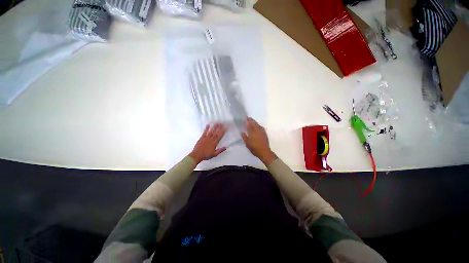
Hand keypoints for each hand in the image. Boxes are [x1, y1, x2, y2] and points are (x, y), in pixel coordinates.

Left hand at [189, 124, 226, 163]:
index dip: (223, 132)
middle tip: (222, 123)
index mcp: (214, 143)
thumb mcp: (214, 154)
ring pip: (211, 131)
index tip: (225, 128)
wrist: (197, 155)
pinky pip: (204, 132)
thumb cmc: (206, 155)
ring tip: (217, 123)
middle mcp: (211, 139)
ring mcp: (206, 138)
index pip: (220, 136)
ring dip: (214, 127)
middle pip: (216, 133)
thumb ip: (220, 150)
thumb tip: (226, 147)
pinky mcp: (202, 138)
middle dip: (219, 128)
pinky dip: (206, 128)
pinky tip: (208, 125)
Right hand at [241, 117, 276, 164]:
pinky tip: (258, 126)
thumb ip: (244, 137)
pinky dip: (258, 125)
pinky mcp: (265, 133)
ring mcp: (262, 131)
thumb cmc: (254, 148)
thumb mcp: (247, 144)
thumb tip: (242, 132)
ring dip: (255, 122)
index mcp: (252, 132)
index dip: (247, 121)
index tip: (245, 118)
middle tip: (248, 118)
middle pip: (254, 123)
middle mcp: (257, 130)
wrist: (264, 151)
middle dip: (251, 120)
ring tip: (253, 121)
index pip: (249, 124)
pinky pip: (261, 127)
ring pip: (258, 125)